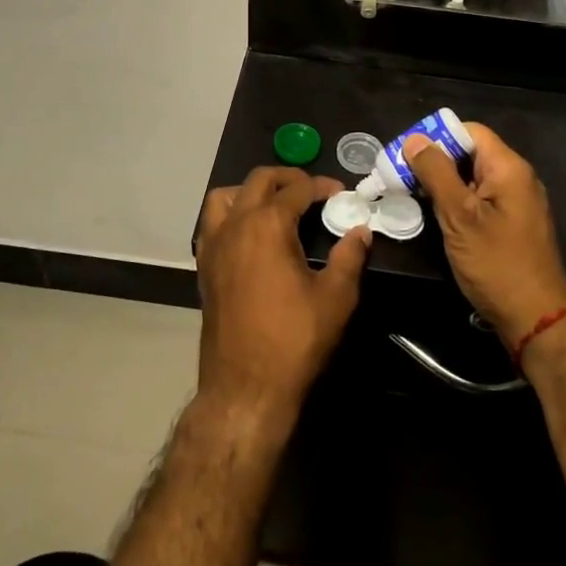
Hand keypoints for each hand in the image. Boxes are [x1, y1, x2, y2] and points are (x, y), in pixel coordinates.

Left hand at [194, 168, 371, 426]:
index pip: (297, 189)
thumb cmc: (293, 341)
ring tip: (274, 204)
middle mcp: (235, 225)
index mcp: (267, 225)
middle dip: (287, 178)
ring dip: (250, 191)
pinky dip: (231, 214)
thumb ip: (349, 258)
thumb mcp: (335, 299)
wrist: (245, 387)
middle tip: (312, 190)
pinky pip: (212, 223)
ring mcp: (214, 245)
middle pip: (258, 180)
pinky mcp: (204, 267)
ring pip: (225, 197)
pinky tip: (250, 235)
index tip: (340, 192)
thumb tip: (361, 232)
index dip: (322, 186)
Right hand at [405, 125, 565, 348]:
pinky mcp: (513, 224)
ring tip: (412, 195)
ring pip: (473, 177)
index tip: (407, 154)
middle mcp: (517, 178)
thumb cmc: (496, 264)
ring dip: (444, 183)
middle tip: (402, 176)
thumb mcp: (459, 216)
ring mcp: (517, 202)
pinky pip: (481, 198)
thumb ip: (436, 173)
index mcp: (508, 168)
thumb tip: (415, 139)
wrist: (536, 319)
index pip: (470, 131)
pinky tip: (438, 217)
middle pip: (471, 153)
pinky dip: (458, 201)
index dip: (437, 137)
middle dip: (436, 161)